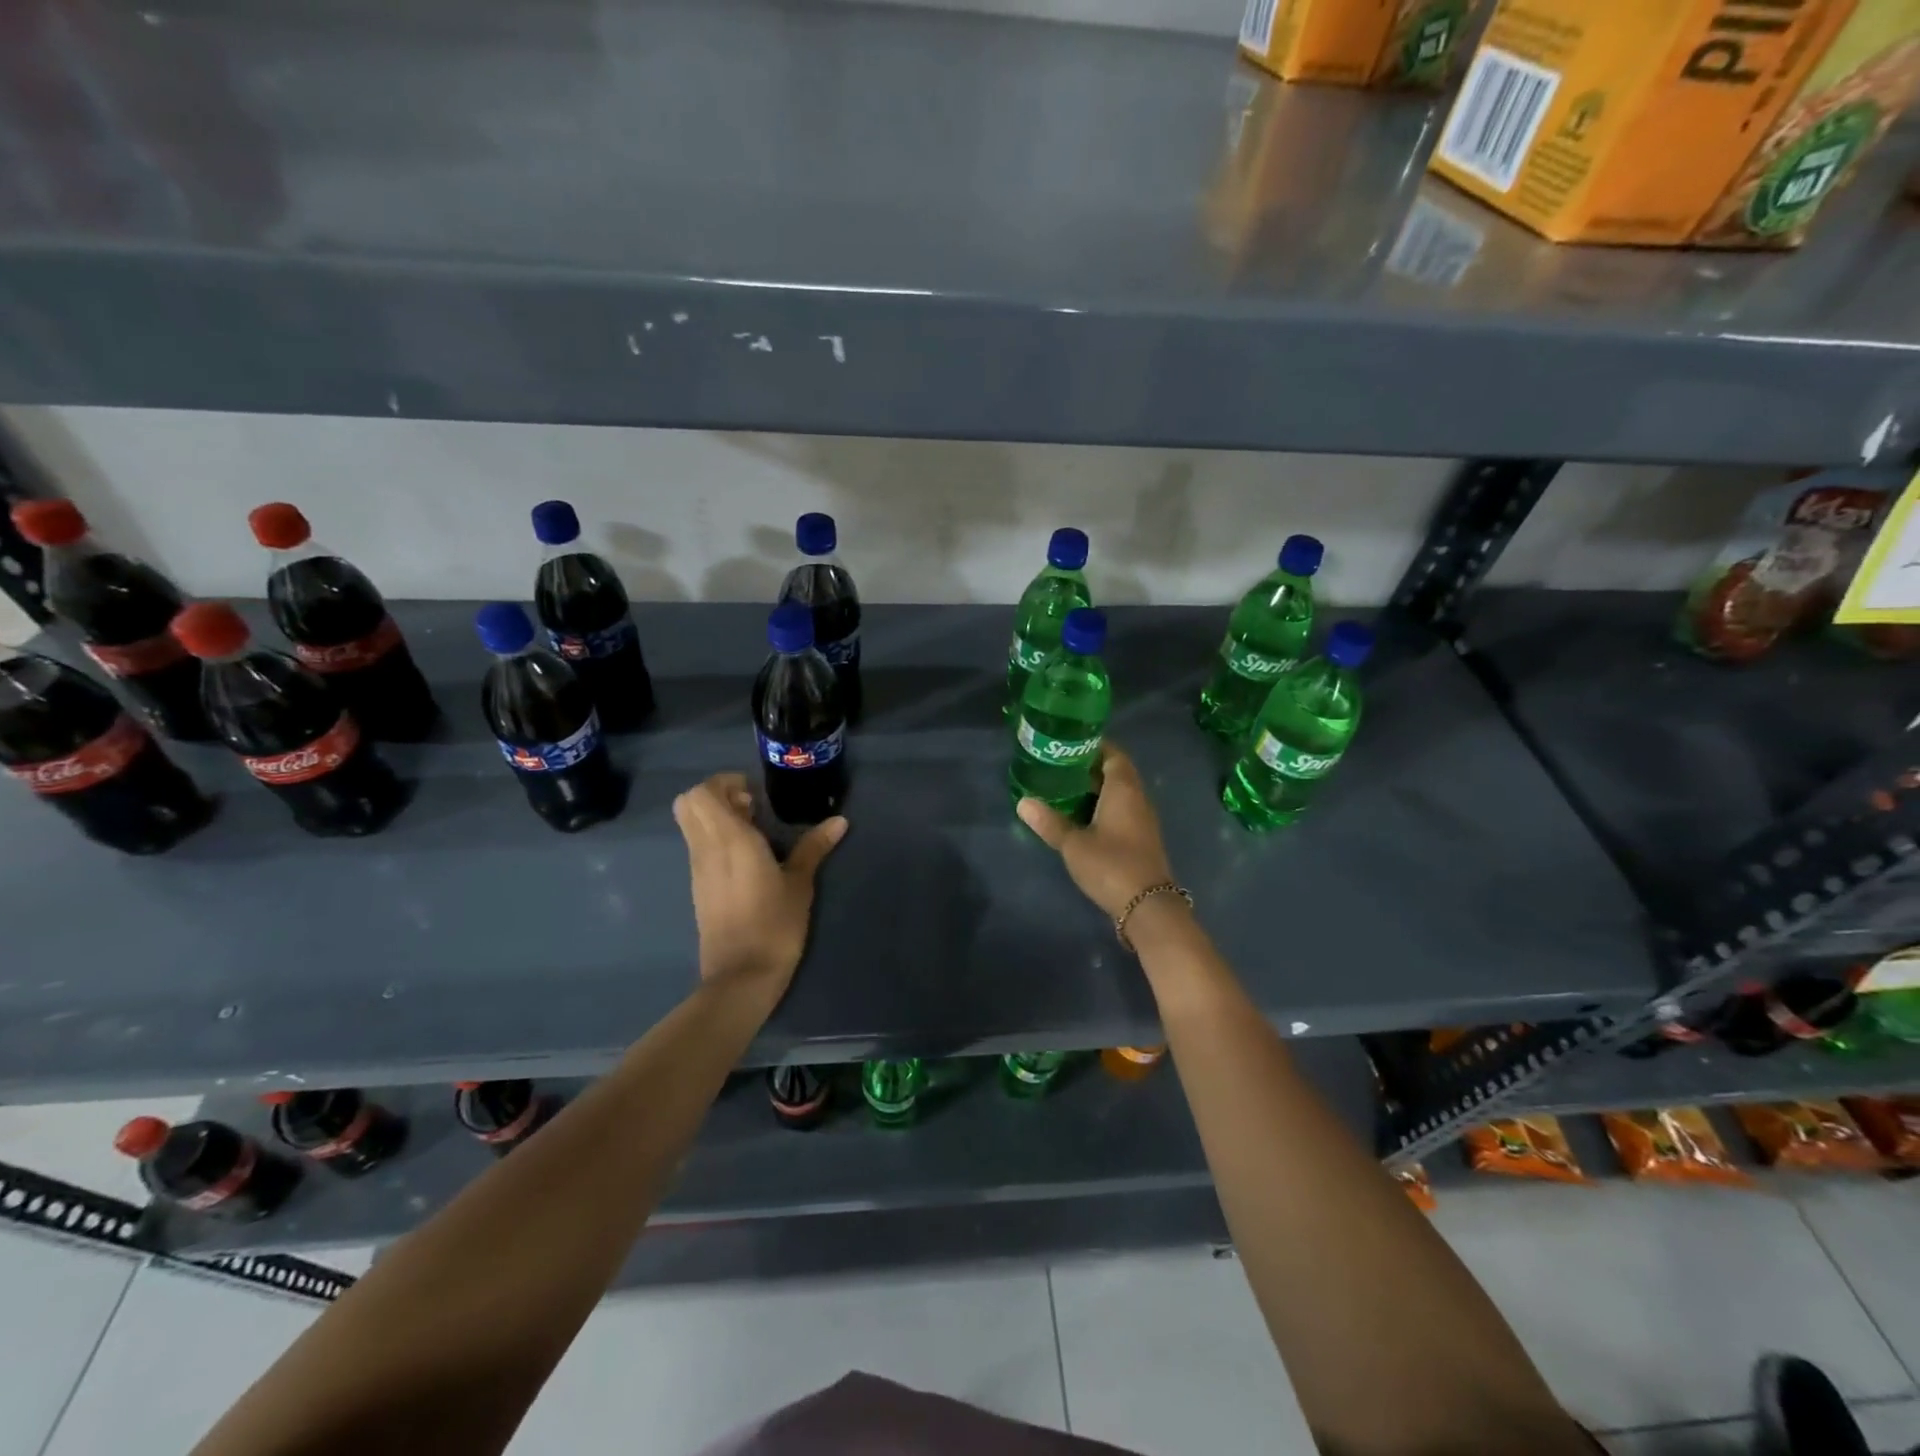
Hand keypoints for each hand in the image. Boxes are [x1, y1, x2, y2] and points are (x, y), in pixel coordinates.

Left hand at [672, 773, 846, 1001]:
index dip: (724, 783)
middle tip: (751, 805)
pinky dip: (715, 839)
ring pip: (691, 826)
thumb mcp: (800, 883)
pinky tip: (747, 858)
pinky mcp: (699, 888)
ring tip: (754, 830)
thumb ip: (814, 847)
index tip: (754, 793)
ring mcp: (698, 870)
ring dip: (715, 817)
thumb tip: (839, 820)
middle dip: (716, 795)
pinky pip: (698, 847)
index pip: (701, 793)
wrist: (741, 977)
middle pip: (688, 804)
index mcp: (729, 840)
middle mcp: (706, 849)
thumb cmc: (774, 924)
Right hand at [1017, 741, 1176, 920]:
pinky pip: (1122, 811)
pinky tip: (1082, 817)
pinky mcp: (1141, 839)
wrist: (1147, 906)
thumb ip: (1049, 822)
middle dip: (1090, 767)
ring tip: (1065, 789)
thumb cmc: (1111, 865)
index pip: (1113, 754)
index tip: (1068, 744)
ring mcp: (1142, 820)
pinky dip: (1103, 806)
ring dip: (1096, 788)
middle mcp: (1137, 799)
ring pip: (1119, 793)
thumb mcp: (1074, 844)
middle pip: (1117, 772)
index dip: (1093, 746)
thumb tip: (1023, 802)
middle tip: (1059, 766)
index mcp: (1123, 790)